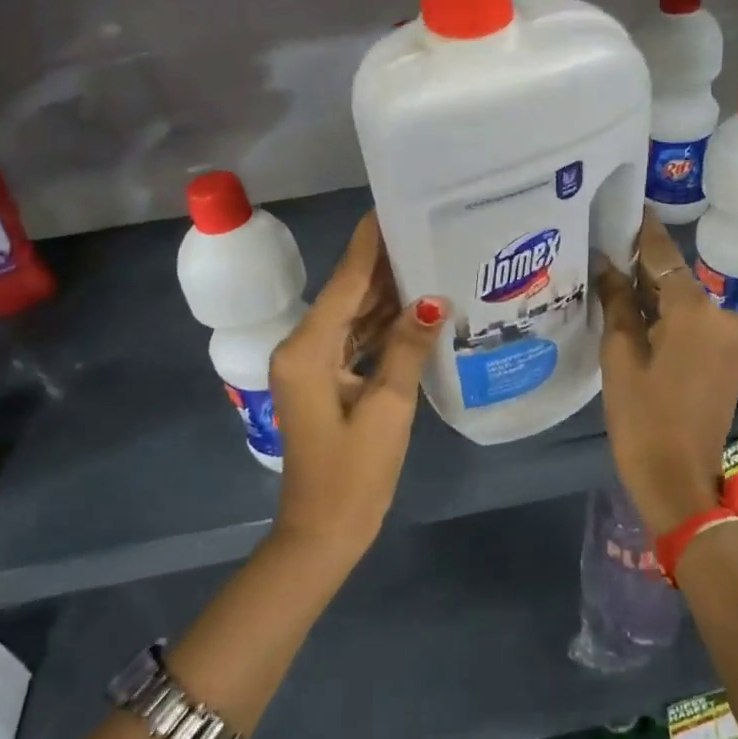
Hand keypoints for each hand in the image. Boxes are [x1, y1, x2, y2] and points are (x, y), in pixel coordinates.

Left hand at [269, 212, 445, 562]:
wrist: (322, 533)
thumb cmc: (354, 476)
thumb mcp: (388, 409)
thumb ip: (407, 348)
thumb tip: (434, 301)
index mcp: (308, 349)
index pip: (346, 282)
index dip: (369, 243)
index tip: (392, 205)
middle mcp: (303, 347)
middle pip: (348, 294)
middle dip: (385, 264)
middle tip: (427, 229)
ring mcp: (312, 365)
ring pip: (353, 316)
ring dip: (387, 293)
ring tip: (428, 257)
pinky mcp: (325, 380)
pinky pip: (356, 340)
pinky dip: (383, 325)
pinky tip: (416, 307)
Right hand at [594, 212, 737, 537]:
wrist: (680, 479)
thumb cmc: (642, 417)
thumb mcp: (620, 356)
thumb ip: (617, 303)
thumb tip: (608, 265)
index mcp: (695, 312)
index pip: (665, 257)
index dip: (644, 232)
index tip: (629, 206)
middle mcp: (725, 316)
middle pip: (679, 281)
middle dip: (646, 271)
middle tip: (610, 255)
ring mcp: (736, 338)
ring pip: (690, 304)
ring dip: (660, 298)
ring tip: (620, 290)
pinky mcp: (736, 358)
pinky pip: (701, 325)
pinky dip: (675, 319)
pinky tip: (645, 320)